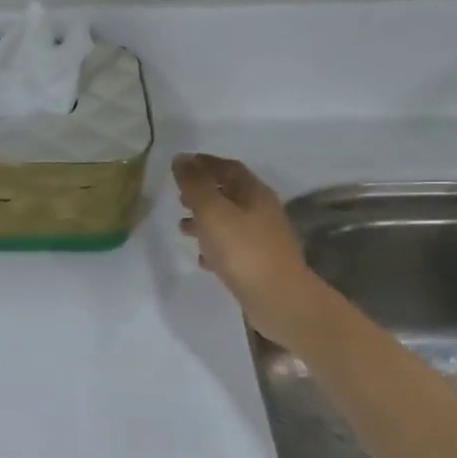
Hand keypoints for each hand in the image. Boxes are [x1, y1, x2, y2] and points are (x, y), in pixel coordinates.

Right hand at [173, 154, 327, 345]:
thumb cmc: (242, 249)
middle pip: (229, 193)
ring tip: (181, 228)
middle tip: (178, 196)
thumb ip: (195, 185)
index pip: (228, 168)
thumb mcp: (212, 211)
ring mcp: (262, 238)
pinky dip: (213, 245)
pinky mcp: (258, 262)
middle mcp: (261, 211)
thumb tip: (181, 159)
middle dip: (203, 192)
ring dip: (205, 220)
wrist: (278, 298)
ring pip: (229, 221)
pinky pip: (232, 246)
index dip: (204, 163)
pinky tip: (201, 257)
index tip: (180, 164)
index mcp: (253, 193)